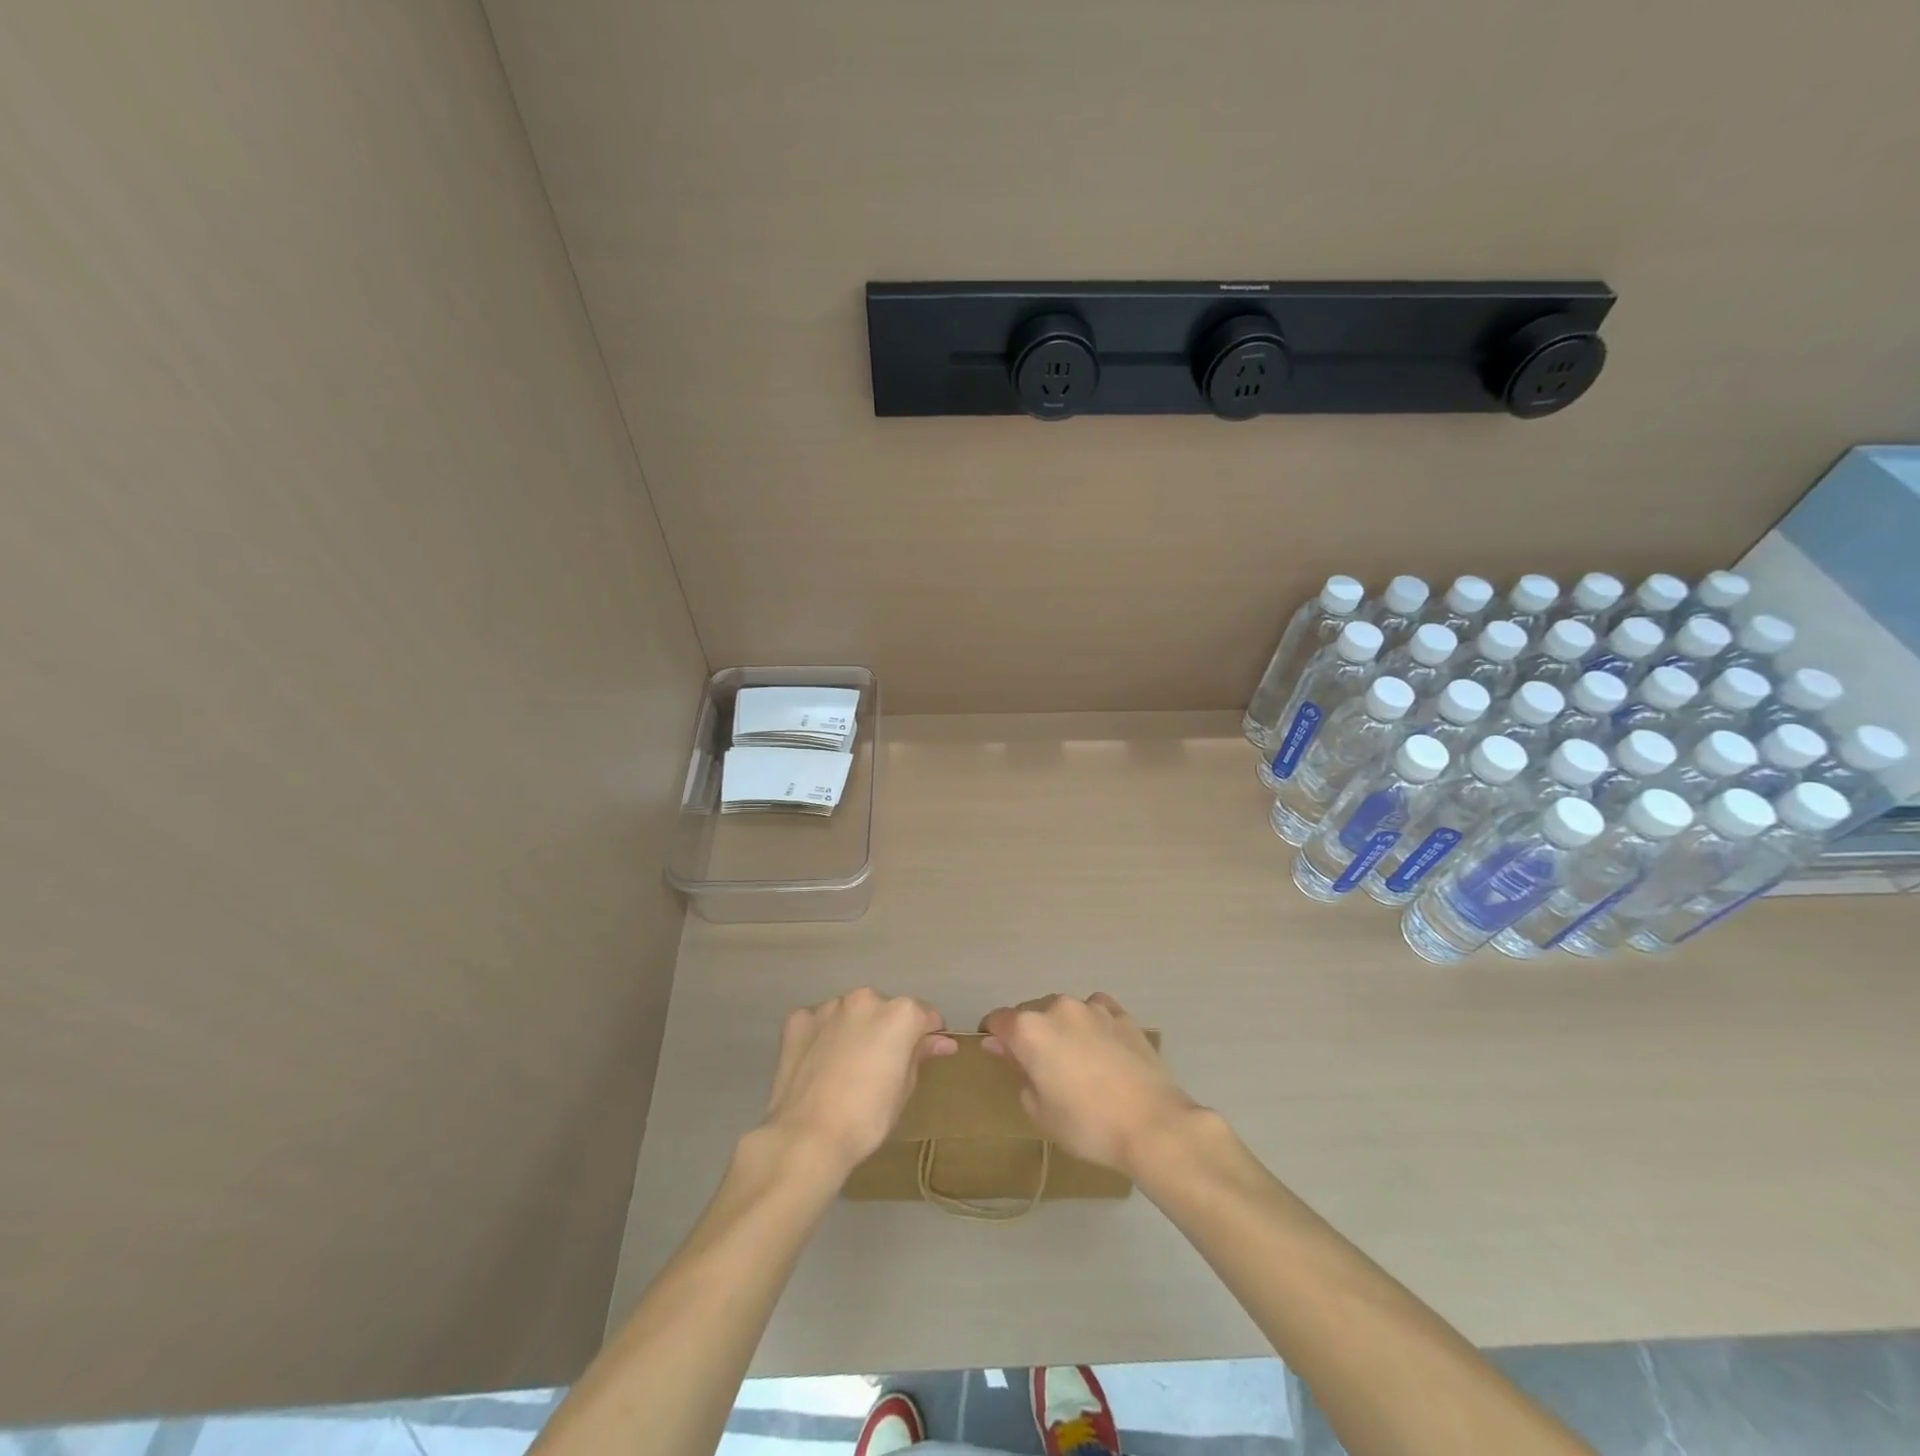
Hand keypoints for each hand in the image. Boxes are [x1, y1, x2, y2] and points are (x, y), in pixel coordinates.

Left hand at [761, 988, 956, 1178]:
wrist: (807, 1136)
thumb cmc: (867, 1118)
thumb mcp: (904, 1089)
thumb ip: (920, 1055)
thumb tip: (940, 1041)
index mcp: (900, 1014)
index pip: (924, 1016)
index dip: (927, 1035)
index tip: (923, 1055)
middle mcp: (865, 999)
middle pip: (885, 1010)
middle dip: (886, 1030)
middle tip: (879, 1066)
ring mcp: (829, 1006)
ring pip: (850, 1013)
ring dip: (853, 1030)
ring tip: (844, 1067)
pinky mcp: (799, 1019)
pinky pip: (818, 1022)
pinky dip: (821, 1036)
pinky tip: (817, 1063)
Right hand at [980, 993, 1198, 1177]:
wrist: (1152, 1124)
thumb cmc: (1087, 1124)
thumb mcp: (1039, 1111)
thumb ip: (1018, 1073)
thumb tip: (1006, 1050)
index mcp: (1029, 1030)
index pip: (998, 1020)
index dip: (993, 1036)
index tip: (998, 1054)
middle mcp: (1058, 1008)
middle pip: (1031, 1012)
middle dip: (1029, 1033)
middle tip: (1039, 1066)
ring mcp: (1093, 1007)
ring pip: (1064, 1010)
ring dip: (1061, 1027)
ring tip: (1075, 1058)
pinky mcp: (1122, 1014)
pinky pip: (1096, 1010)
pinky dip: (1092, 1023)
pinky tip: (1101, 1046)